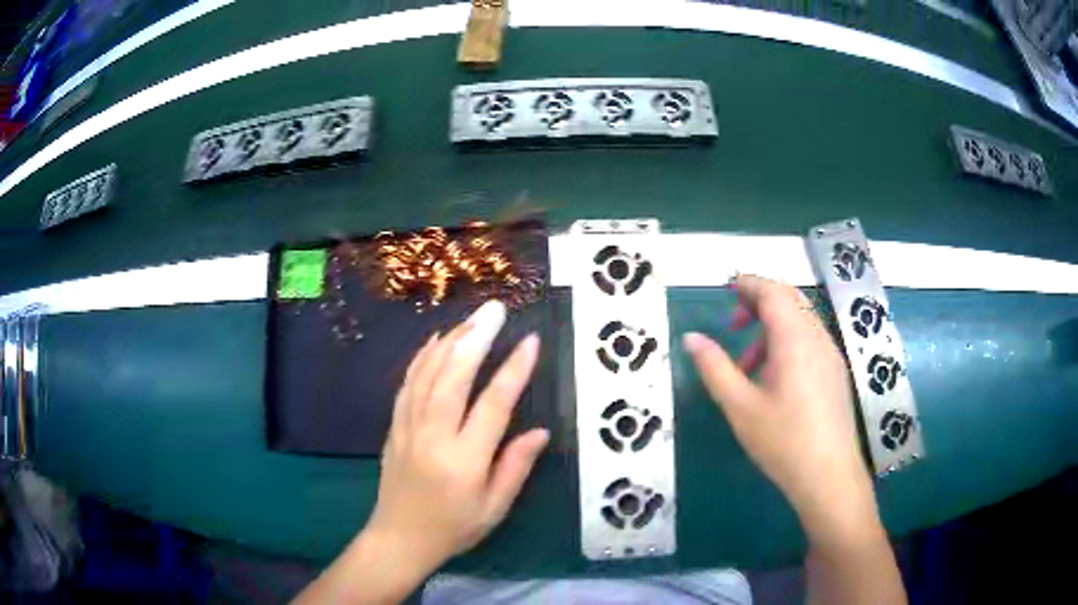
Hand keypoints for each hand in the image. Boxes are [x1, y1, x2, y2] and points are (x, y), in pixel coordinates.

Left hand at [366, 300, 549, 572]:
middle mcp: (433, 437)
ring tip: (472, 317)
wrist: (399, 538)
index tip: (530, 341)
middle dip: (475, 338)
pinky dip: (422, 357)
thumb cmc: (454, 527)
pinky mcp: (395, 425)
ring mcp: (408, 428)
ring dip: (450, 340)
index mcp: (464, 461)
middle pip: (453, 377)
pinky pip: (408, 383)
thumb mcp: (495, 508)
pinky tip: (437, 339)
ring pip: (427, 374)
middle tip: (495, 310)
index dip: (513, 370)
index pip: (492, 406)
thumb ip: (516, 467)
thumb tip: (540, 431)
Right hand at [683, 275, 875, 538]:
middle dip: (759, 302)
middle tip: (734, 325)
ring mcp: (831, 354)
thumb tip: (691, 339)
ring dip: (772, 327)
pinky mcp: (836, 372)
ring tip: (748, 365)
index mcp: (794, 339)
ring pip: (801, 321)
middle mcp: (817, 337)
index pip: (772, 291)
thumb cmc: (783, 442)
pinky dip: (788, 343)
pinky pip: (810, 340)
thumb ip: (714, 368)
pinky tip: (774, 381)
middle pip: (790, 299)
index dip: (748, 284)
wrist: (829, 476)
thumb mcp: (740, 407)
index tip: (725, 290)